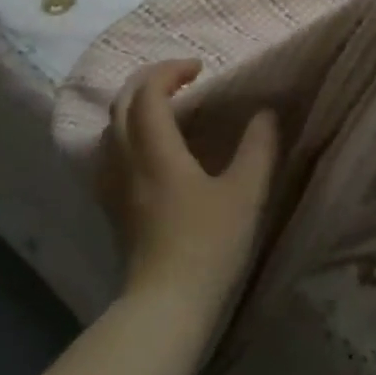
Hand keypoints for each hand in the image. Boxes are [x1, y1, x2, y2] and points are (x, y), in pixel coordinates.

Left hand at [104, 59, 279, 311]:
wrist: (166, 305)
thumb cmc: (208, 245)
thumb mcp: (246, 193)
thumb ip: (259, 147)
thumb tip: (265, 114)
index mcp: (157, 151)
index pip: (149, 93)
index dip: (170, 71)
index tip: (200, 69)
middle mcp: (127, 161)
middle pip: (122, 105)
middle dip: (148, 81)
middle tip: (180, 78)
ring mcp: (114, 187)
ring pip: (110, 130)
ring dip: (134, 107)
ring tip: (165, 108)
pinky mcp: (113, 209)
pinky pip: (109, 155)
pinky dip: (126, 135)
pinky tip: (148, 151)